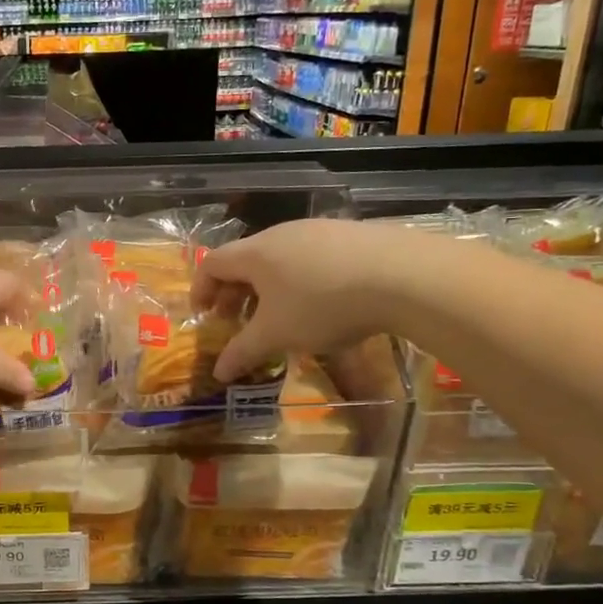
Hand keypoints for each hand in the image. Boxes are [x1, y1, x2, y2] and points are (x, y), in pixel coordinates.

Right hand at [192, 219, 409, 381]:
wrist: (401, 275)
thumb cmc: (321, 305)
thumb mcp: (276, 335)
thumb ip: (243, 352)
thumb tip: (218, 372)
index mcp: (255, 253)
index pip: (212, 263)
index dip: (201, 289)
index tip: (202, 315)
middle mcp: (281, 234)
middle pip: (245, 260)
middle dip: (234, 293)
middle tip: (236, 321)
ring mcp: (319, 230)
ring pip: (279, 258)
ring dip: (268, 288)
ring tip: (279, 316)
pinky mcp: (351, 235)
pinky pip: (311, 258)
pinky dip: (301, 281)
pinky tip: (322, 304)